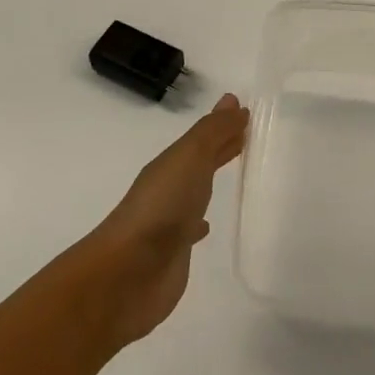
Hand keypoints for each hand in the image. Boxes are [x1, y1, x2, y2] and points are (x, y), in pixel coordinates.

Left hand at [76, 93, 248, 344]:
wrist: (128, 272)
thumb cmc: (162, 207)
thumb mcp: (189, 159)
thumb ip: (212, 133)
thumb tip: (233, 102)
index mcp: (170, 165)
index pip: (202, 140)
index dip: (222, 128)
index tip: (246, 116)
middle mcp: (167, 189)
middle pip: (197, 163)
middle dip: (218, 151)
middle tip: (245, 138)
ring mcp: (168, 222)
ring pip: (194, 194)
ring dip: (209, 183)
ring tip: (233, 177)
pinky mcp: (173, 253)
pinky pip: (190, 230)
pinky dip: (201, 222)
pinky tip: (206, 227)